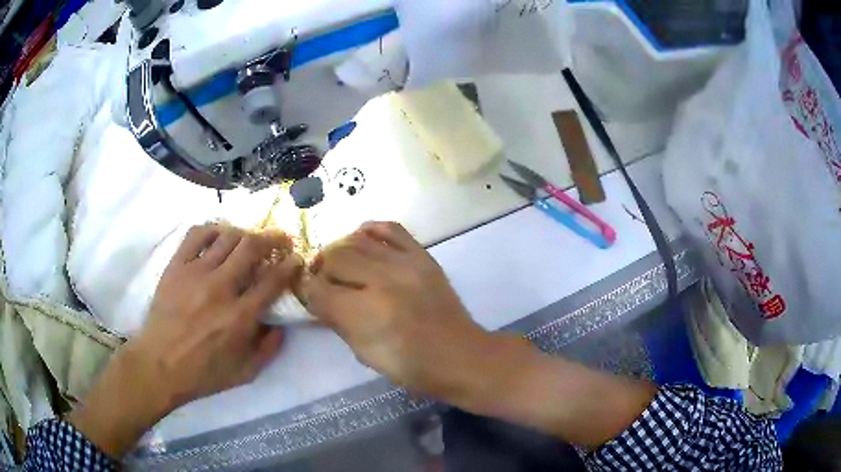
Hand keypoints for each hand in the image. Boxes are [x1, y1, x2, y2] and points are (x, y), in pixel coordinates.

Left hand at [70, 224, 301, 456]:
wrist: (159, 365)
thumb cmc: (203, 373)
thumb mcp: (246, 373)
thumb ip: (269, 348)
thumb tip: (281, 325)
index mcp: (241, 316)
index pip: (273, 279)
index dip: (290, 264)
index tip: (296, 258)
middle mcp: (221, 287)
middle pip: (252, 247)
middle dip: (273, 237)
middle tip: (280, 239)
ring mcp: (196, 272)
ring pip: (227, 236)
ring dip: (246, 233)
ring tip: (250, 239)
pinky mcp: (177, 265)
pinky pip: (197, 234)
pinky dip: (213, 228)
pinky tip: (219, 234)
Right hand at [304, 222, 499, 402]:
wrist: (458, 355)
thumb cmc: (409, 365)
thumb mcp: (363, 353)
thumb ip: (336, 320)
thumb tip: (318, 297)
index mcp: (365, 312)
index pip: (319, 289)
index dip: (308, 291)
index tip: (311, 295)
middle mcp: (382, 280)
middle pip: (334, 258)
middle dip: (321, 270)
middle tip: (324, 281)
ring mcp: (405, 263)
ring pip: (356, 240)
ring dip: (340, 250)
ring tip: (340, 262)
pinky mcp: (422, 255)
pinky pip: (391, 228)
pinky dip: (371, 230)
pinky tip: (362, 238)